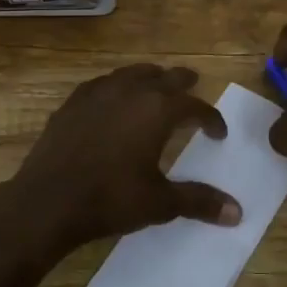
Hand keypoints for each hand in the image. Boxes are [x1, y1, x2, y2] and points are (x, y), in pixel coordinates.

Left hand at [11, 64, 242, 252]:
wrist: (48, 201)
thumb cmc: (110, 199)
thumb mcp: (160, 203)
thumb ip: (199, 201)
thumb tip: (237, 212)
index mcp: (157, 110)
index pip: (194, 106)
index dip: (211, 118)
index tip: (217, 133)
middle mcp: (130, 92)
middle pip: (164, 78)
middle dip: (183, 83)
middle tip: (193, 84)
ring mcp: (97, 94)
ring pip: (131, 74)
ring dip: (149, 78)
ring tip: (156, 84)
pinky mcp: (71, 103)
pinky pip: (101, 84)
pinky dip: (116, 87)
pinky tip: (112, 99)